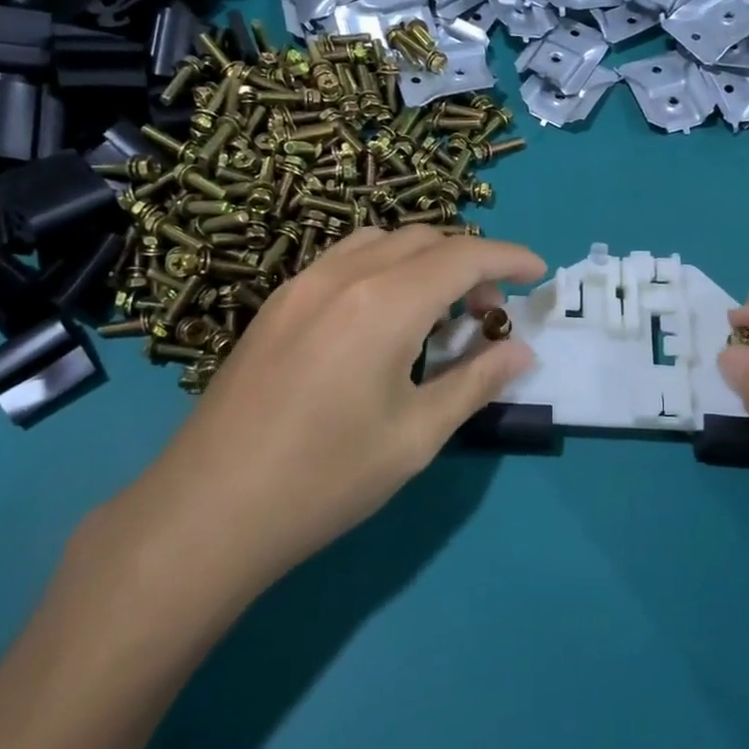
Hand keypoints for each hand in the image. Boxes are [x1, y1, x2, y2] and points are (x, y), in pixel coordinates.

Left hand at [88, 228, 544, 625]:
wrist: (209, 509)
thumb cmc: (326, 477)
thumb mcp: (416, 436)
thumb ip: (475, 383)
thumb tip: (521, 351)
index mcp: (385, 303)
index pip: (464, 255)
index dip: (509, 258)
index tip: (539, 273)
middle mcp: (344, 275)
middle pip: (425, 239)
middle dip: (470, 261)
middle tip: (489, 311)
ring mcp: (303, 284)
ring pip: (381, 240)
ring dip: (424, 259)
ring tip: (437, 311)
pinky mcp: (277, 304)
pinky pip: (345, 259)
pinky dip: (383, 267)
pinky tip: (383, 319)